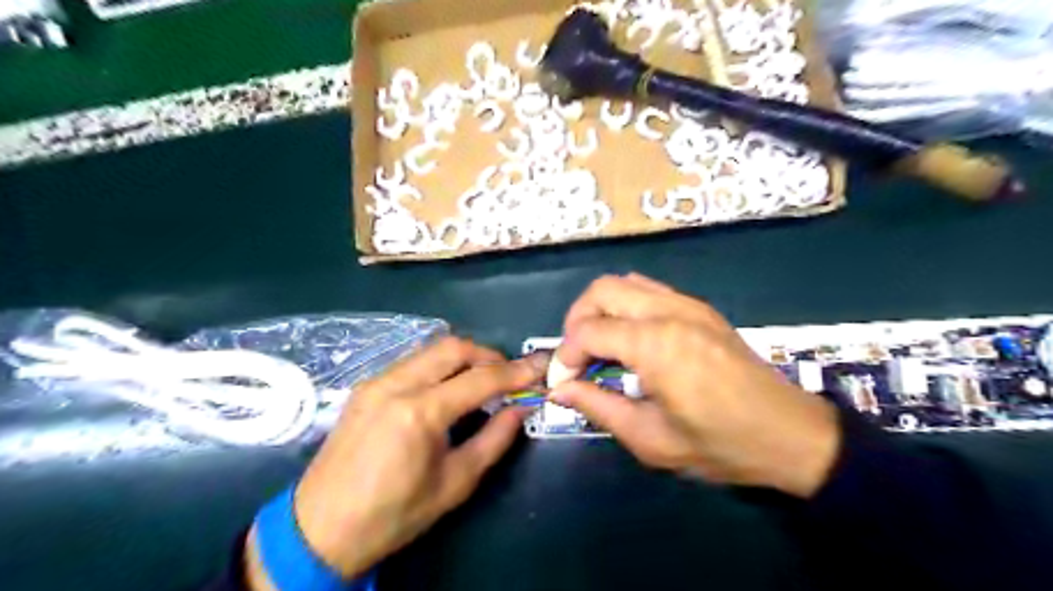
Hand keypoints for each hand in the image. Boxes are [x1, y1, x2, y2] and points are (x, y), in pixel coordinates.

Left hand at [245, 336, 541, 586]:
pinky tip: (446, 388)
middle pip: (453, 347)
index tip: (538, 369)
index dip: (515, 372)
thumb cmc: (393, 514)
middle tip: (507, 375)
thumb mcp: (455, 483)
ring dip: (463, 358)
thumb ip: (494, 439)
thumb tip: (520, 408)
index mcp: (420, 413)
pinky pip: (412, 361)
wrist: (320, 529)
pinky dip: (438, 366)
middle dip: (488, 355)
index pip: (479, 379)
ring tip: (480, 381)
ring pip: (431, 349)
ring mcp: (376, 381)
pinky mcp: (366, 386)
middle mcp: (396, 385)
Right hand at [551, 274, 840, 495]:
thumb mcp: (650, 438)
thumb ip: (598, 407)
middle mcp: (669, 311)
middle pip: (601, 290)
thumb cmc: (720, 445)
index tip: (563, 382)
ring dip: (601, 309)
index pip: (588, 331)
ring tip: (599, 346)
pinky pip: (649, 290)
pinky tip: (631, 340)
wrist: (791, 435)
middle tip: (577, 358)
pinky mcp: (700, 308)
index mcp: (656, 345)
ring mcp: (688, 304)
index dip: (565, 355)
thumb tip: (560, 389)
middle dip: (576, 320)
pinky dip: (626, 306)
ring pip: (624, 283)